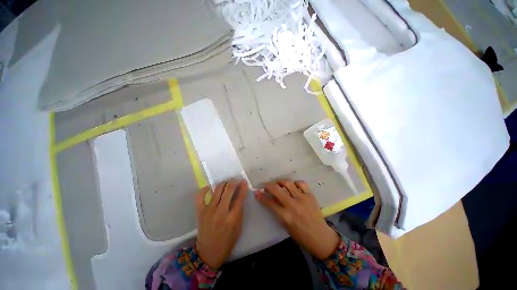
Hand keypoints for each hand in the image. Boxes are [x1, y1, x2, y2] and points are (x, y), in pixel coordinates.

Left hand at [195, 179, 246, 268]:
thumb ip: (239, 211)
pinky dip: (204, 190)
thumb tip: (239, 196)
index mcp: (232, 218)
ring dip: (223, 183)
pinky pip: (200, 197)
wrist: (208, 253)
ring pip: (217, 190)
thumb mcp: (238, 228)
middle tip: (235, 180)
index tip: (244, 181)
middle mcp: (220, 212)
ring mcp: (209, 211)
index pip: (239, 198)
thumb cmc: (227, 242)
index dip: (243, 187)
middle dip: (233, 182)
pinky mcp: (200, 212)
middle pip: (228, 190)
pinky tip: (209, 187)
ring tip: (227, 182)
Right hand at [255, 179, 339, 259]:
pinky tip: (293, 186)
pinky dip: (295, 183)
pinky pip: (301, 183)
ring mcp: (303, 199)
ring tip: (278, 183)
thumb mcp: (285, 225)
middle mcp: (293, 206)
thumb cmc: (300, 235)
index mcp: (286, 216)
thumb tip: (270, 198)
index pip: (270, 203)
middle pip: (277, 190)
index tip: (257, 191)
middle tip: (266, 185)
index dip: (261, 196)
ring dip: (280, 181)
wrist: (320, 237)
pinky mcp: (310, 195)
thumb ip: (277, 211)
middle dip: (269, 185)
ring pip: (288, 183)